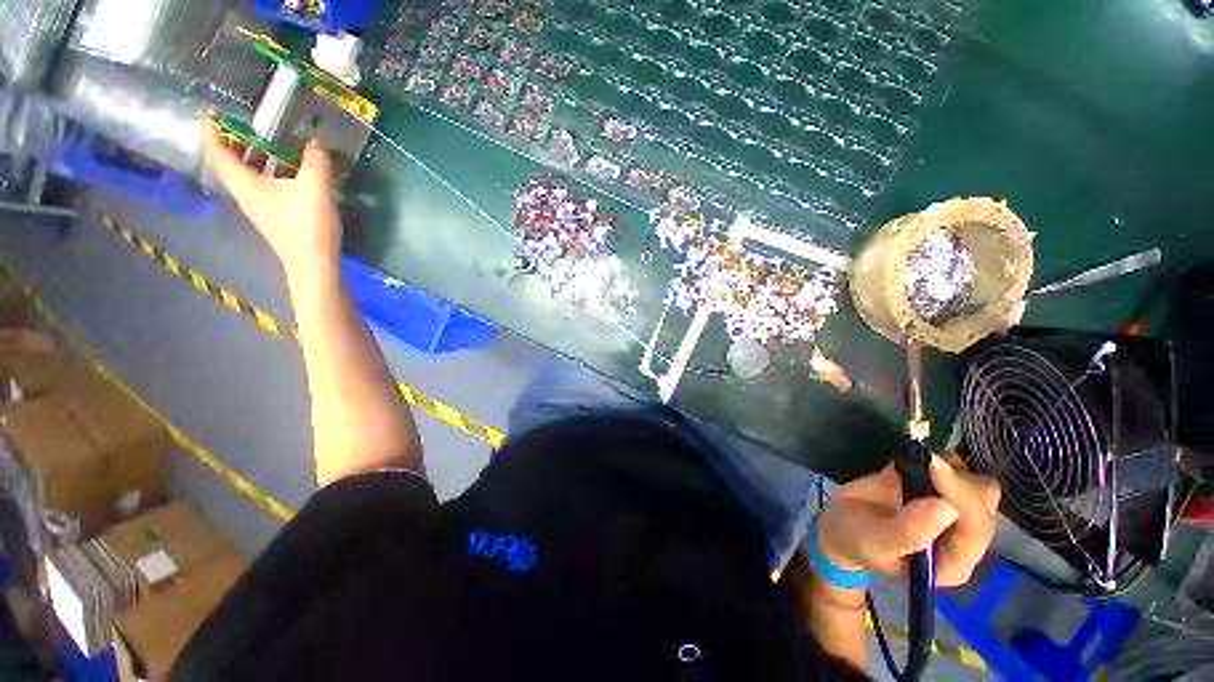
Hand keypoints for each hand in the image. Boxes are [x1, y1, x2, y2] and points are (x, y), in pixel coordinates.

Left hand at [201, 113, 341, 279]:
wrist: (314, 263)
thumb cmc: (308, 225)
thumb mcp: (315, 188)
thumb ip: (315, 161)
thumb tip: (315, 141)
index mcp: (245, 183)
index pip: (217, 152)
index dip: (212, 129)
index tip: (213, 110)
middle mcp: (245, 192)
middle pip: (229, 161)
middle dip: (233, 139)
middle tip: (247, 122)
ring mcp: (259, 204)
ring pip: (246, 172)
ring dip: (253, 154)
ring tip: (271, 140)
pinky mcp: (274, 212)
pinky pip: (263, 182)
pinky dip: (269, 169)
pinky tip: (289, 167)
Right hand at [817, 454, 999, 586]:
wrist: (841, 523)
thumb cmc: (857, 540)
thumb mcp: (875, 542)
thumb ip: (908, 532)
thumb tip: (946, 508)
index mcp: (953, 561)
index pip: (976, 529)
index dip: (962, 497)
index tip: (934, 466)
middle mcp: (962, 537)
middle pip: (984, 504)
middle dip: (959, 481)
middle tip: (926, 465)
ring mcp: (953, 510)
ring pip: (977, 484)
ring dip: (953, 469)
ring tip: (921, 462)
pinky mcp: (939, 488)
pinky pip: (957, 471)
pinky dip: (942, 460)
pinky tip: (917, 459)